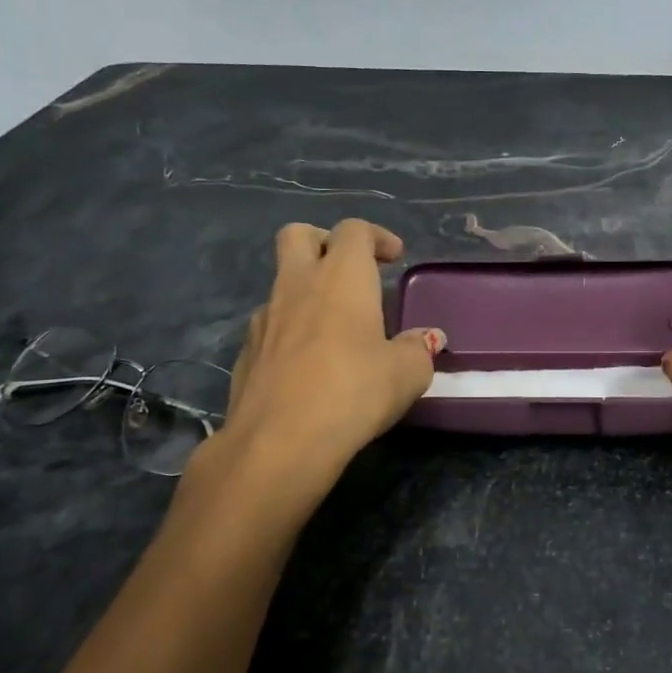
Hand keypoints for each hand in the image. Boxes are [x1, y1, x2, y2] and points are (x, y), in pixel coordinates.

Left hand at [196, 220, 441, 485]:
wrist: (279, 442)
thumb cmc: (353, 393)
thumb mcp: (407, 374)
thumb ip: (419, 349)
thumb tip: (426, 339)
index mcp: (340, 278)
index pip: (354, 231)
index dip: (377, 237)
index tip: (394, 257)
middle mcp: (297, 286)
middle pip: (298, 235)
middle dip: (324, 241)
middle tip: (350, 270)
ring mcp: (264, 318)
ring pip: (282, 283)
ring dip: (307, 291)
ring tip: (335, 328)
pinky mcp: (246, 352)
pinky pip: (270, 325)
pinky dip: (291, 330)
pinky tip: (309, 364)